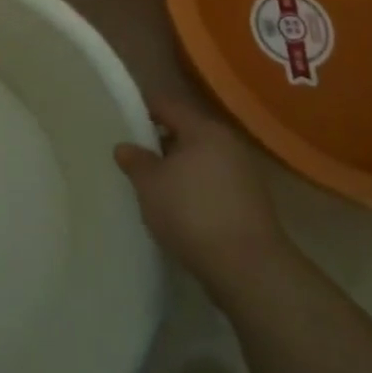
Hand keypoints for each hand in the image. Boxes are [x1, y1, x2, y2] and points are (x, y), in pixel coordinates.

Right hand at [115, 98, 290, 301]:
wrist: (247, 267)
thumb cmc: (192, 213)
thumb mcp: (150, 185)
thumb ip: (135, 160)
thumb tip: (125, 146)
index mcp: (203, 129)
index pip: (167, 105)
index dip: (142, 109)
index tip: (121, 119)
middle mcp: (227, 143)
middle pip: (186, 131)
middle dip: (159, 142)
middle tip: (133, 157)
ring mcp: (243, 172)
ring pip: (200, 158)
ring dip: (178, 167)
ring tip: (153, 185)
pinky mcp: (250, 201)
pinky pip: (213, 182)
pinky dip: (194, 188)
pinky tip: (179, 207)